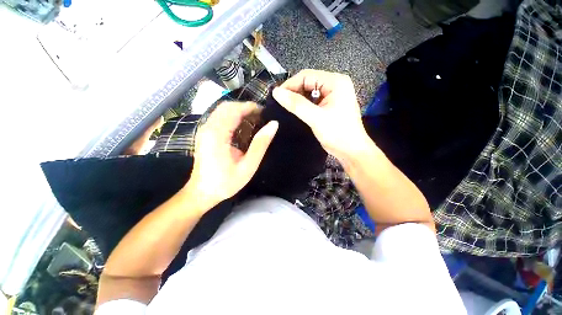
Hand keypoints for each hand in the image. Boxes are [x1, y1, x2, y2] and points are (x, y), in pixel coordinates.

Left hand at [185, 102, 277, 209]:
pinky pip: (220, 118)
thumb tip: (274, 124)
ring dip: (240, 112)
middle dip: (245, 108)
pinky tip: (244, 127)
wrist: (202, 193)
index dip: (251, 107)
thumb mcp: (248, 166)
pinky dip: (233, 118)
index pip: (234, 110)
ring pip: (223, 111)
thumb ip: (261, 144)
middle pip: (227, 106)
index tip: (266, 112)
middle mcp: (208, 127)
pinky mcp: (205, 134)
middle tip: (262, 116)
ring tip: (256, 120)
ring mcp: (205, 130)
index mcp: (217, 134)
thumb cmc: (226, 182)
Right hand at [272, 69, 371, 161]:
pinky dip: (304, 105)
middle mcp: (335, 84)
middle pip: (308, 82)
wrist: (351, 151)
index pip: (307, 75)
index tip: (277, 97)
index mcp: (335, 82)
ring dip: (298, 99)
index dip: (290, 85)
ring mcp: (333, 95)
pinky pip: (313, 100)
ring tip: (287, 108)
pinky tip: (297, 112)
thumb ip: (296, 104)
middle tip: (282, 104)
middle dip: (294, 92)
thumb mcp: (316, 118)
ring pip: (309, 92)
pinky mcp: (330, 104)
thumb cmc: (337, 134)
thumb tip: (276, 92)